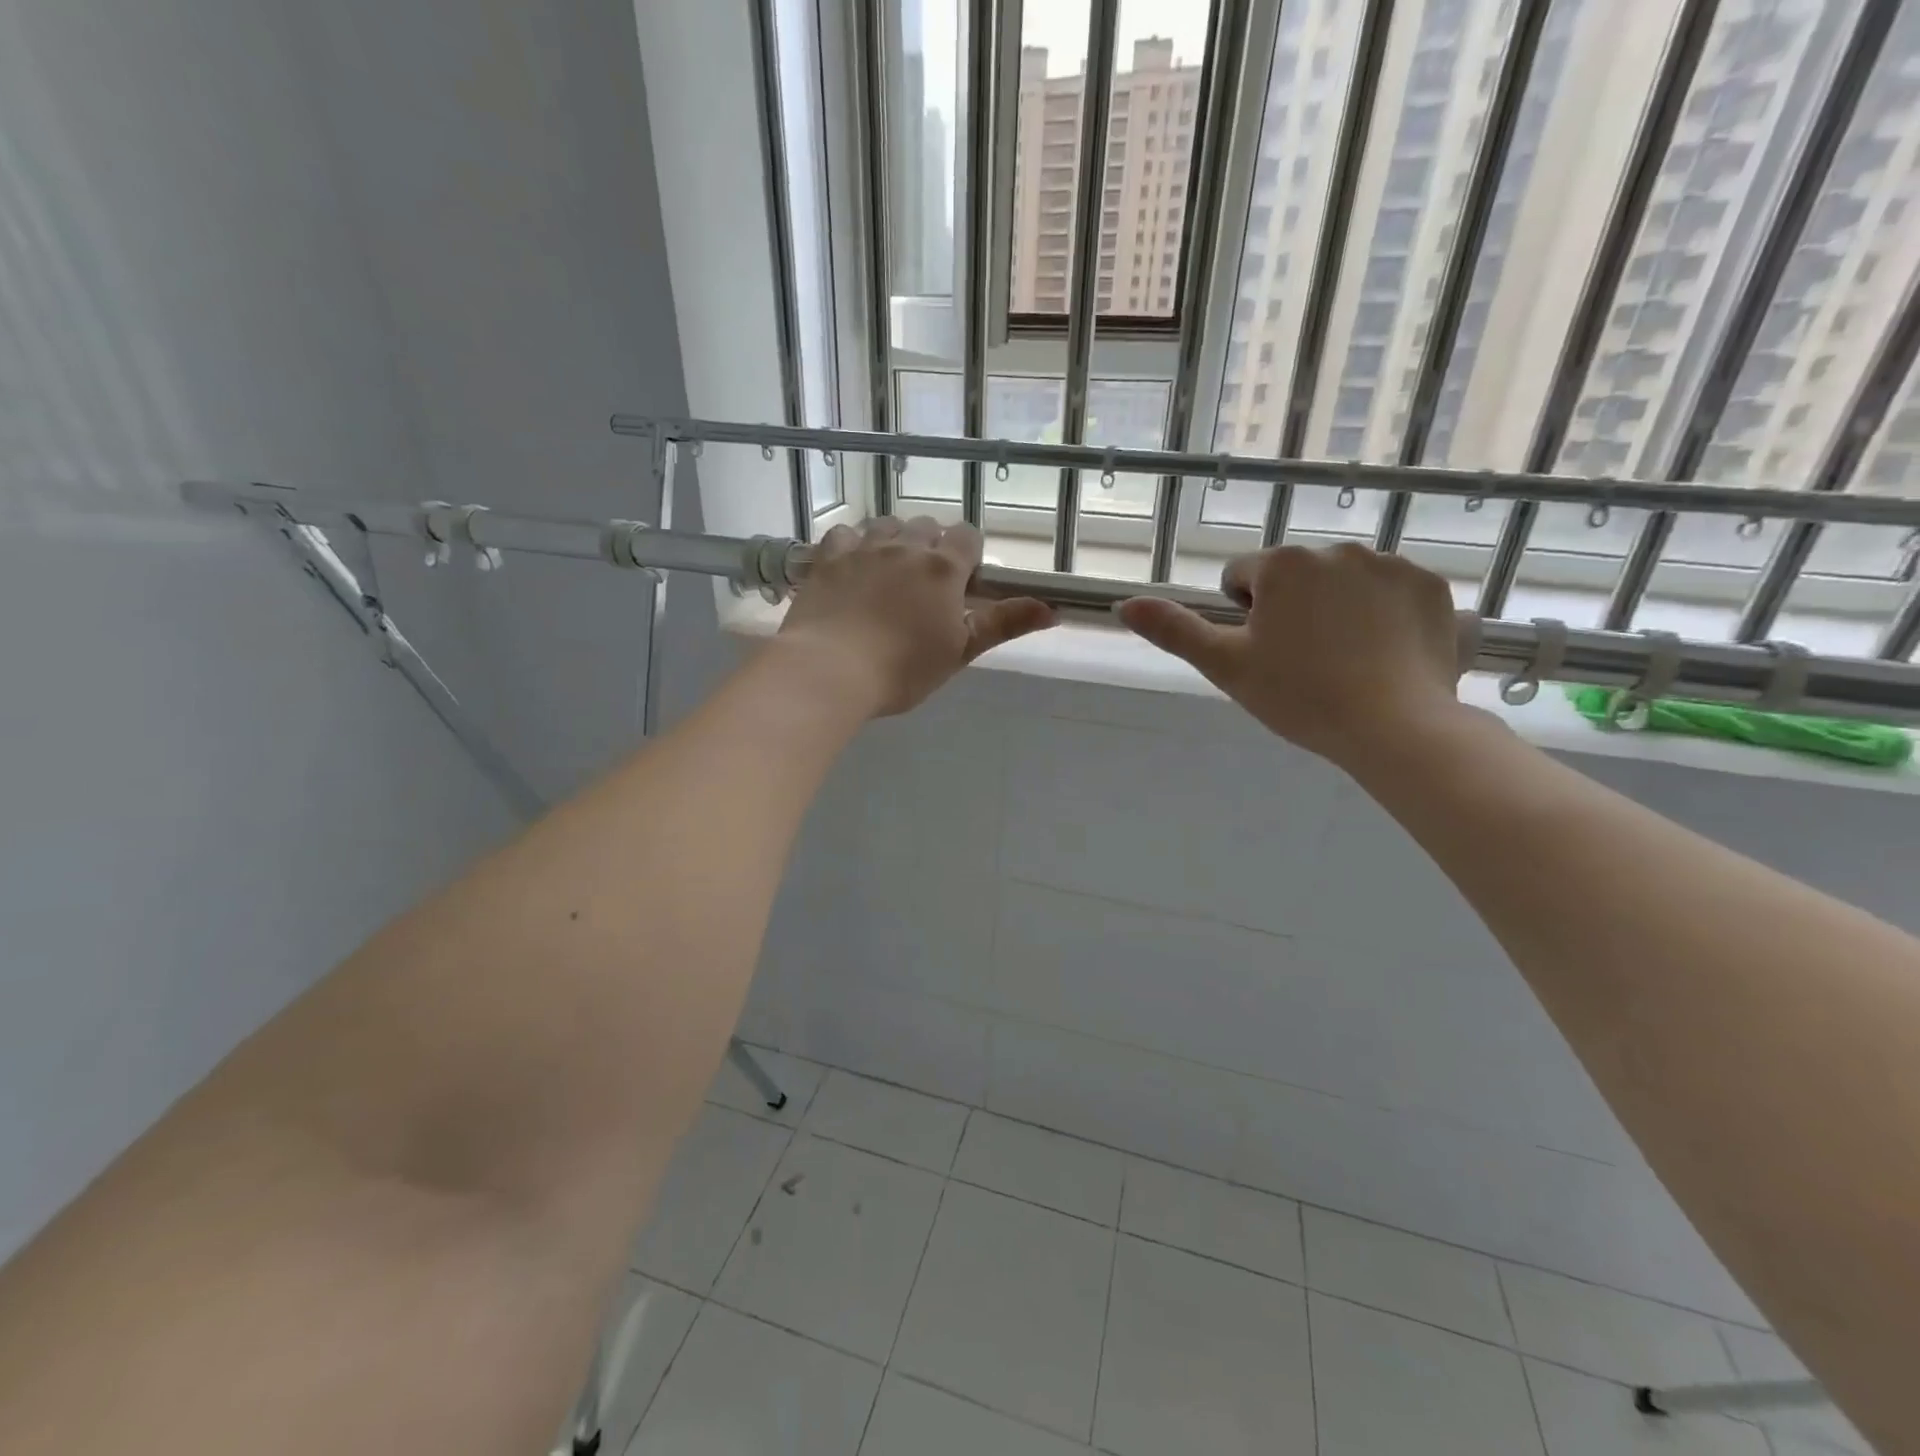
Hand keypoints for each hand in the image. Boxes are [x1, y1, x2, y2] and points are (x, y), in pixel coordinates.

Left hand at [778, 517, 1055, 716]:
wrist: (831, 670)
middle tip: (925, 584)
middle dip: (932, 546)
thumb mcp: (960, 650)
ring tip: (889, 572)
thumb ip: (1003, 624)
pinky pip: (845, 534)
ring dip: (894, 540)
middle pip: (927, 526)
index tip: (962, 581)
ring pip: (886, 525)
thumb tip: (1053, 610)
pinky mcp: (827, 557)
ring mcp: (863, 547)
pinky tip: (851, 567)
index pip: (968, 537)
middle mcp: (906, 547)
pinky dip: (853, 544)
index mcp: (944, 569)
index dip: (969, 554)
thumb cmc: (903, 669)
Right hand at [1116, 542, 1467, 768]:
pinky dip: (1389, 620)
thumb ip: (1174, 630)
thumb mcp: (1224, 666)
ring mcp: (1394, 566)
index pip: (1243, 578)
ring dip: (1341, 612)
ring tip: (1349, 665)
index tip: (1264, 656)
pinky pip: (1397, 597)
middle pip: (1298, 579)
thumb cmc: (1298, 696)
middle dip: (1295, 611)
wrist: (1395, 728)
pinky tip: (1388, 659)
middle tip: (1304, 665)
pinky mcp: (1436, 589)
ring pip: (1347, 585)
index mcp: (1283, 565)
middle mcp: (1338, 550)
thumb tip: (1124, 604)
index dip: (1246, 619)